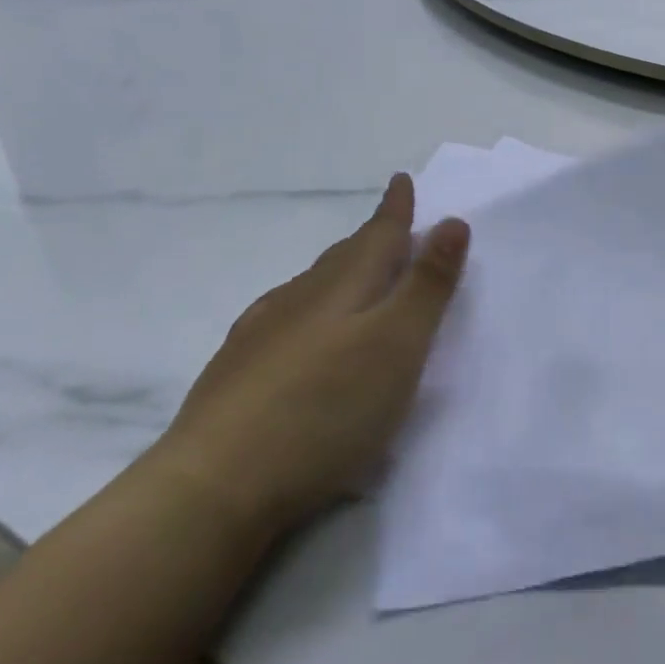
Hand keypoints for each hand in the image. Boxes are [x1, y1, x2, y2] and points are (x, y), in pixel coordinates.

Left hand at [150, 174, 468, 538]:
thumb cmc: (326, 408)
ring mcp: (261, 333)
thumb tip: (451, 221)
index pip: (378, 233)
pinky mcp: (236, 371)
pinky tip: (304, 336)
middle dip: (372, 239)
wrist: (213, 485)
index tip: (402, 178)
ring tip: (358, 281)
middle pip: (344, 256)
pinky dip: (311, 313)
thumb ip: (428, 284)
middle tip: (393, 230)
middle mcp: (300, 297)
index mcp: (344, 285)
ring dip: (341, 275)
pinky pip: (286, 320)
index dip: (396, 208)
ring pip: (312, 288)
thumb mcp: (399, 344)